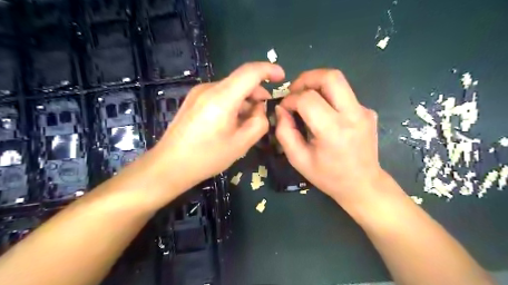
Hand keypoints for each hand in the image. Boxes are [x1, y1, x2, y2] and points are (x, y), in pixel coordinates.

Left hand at [155, 64, 284, 189]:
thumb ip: (259, 122)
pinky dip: (232, 103)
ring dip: (244, 100)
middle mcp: (209, 88)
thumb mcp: (241, 144)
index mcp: (222, 97)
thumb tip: (260, 109)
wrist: (169, 166)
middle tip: (264, 112)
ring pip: (230, 89)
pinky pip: (219, 95)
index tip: (281, 77)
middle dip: (257, 92)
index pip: (250, 72)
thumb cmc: (207, 157)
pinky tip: (231, 122)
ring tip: (247, 121)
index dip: (269, 70)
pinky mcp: (193, 100)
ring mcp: (198, 93)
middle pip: (240, 81)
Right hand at [276, 69, 383, 203]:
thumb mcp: (298, 159)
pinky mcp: (368, 111)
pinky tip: (324, 114)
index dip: (290, 99)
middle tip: (295, 91)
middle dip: (306, 78)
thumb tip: (281, 110)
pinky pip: (344, 95)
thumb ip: (284, 132)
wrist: (363, 184)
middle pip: (330, 77)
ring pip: (339, 81)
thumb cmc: (328, 176)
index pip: (307, 99)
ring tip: (305, 98)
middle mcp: (353, 115)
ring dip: (317, 84)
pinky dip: (328, 97)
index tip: (284, 108)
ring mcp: (364, 111)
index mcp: (333, 131)